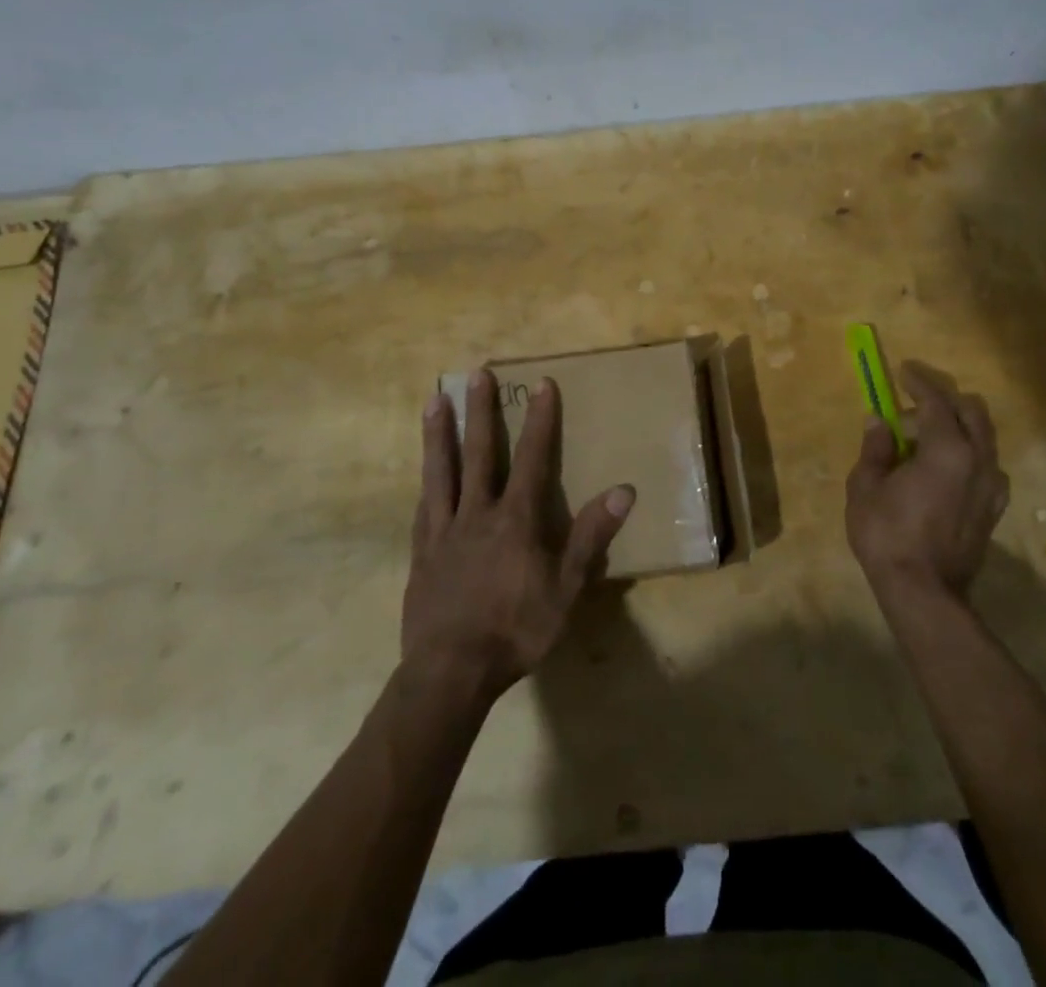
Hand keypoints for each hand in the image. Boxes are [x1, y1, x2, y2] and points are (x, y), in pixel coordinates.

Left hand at [403, 370, 633, 701]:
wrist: (451, 672)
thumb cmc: (516, 630)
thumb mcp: (566, 589)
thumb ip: (591, 537)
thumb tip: (623, 490)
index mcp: (516, 519)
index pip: (533, 458)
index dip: (540, 419)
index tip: (542, 383)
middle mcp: (478, 513)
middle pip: (480, 452)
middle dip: (482, 410)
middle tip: (477, 373)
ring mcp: (444, 530)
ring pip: (442, 470)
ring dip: (441, 432)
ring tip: (435, 399)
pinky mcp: (421, 551)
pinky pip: (424, 505)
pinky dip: (427, 480)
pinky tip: (423, 471)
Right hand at [846, 362, 1010, 601]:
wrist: (924, 593)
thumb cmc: (887, 535)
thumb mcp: (866, 486)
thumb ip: (876, 448)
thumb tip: (879, 421)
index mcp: (948, 451)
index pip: (937, 402)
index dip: (919, 382)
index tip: (904, 370)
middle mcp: (979, 462)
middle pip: (972, 413)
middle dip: (944, 400)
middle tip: (912, 406)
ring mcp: (992, 487)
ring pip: (984, 438)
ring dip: (957, 427)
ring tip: (925, 438)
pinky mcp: (994, 509)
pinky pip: (986, 465)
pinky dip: (967, 453)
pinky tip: (944, 467)